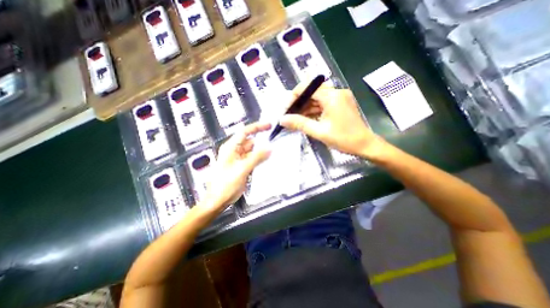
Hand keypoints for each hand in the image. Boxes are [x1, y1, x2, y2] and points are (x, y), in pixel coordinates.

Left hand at [203, 122, 272, 210]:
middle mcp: (234, 151)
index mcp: (231, 148)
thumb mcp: (242, 169)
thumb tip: (269, 148)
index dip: (257, 127)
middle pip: (250, 141)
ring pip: (253, 151)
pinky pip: (253, 159)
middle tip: (275, 141)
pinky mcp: (242, 166)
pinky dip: (259, 159)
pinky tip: (267, 160)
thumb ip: (256, 158)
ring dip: (261, 151)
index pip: (245, 132)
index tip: (269, 125)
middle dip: (262, 141)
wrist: (218, 200)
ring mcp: (239, 159)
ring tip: (273, 152)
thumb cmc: (225, 185)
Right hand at [280, 81, 385, 158]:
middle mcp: (336, 92)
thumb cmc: (344, 139)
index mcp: (332, 96)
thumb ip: (300, 124)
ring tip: (295, 119)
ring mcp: (339, 97)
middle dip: (298, 103)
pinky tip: (306, 119)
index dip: (294, 96)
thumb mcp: (319, 132)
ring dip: (305, 108)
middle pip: (311, 92)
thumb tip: (282, 119)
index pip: (307, 87)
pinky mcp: (340, 104)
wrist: (365, 145)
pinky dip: (313, 110)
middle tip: (289, 116)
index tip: (286, 109)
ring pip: (316, 98)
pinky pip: (323, 104)